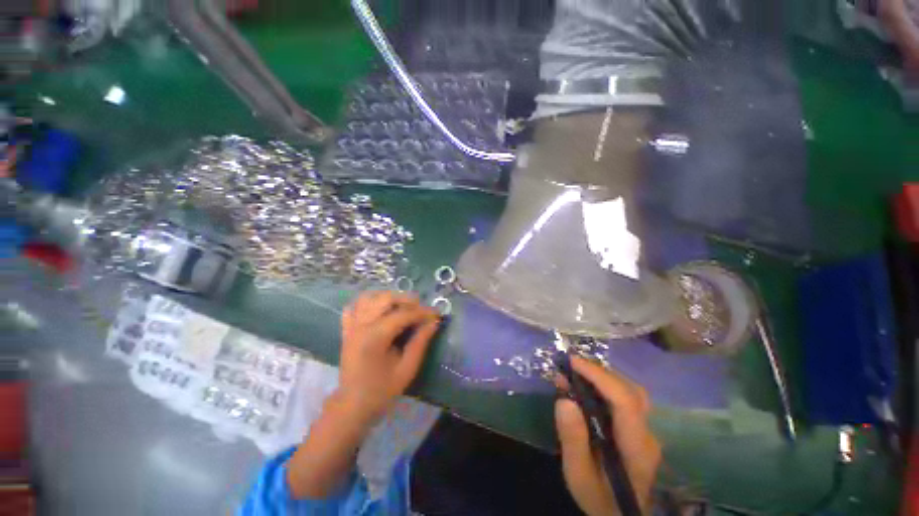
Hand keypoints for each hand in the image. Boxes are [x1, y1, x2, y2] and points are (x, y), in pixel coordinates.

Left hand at [337, 291, 439, 423]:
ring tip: (402, 306)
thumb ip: (420, 342)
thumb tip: (434, 322)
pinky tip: (379, 309)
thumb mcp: (407, 369)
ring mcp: (351, 326)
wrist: (352, 406)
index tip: (436, 314)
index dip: (422, 312)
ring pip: (369, 297)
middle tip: (421, 310)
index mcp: (375, 337)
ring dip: (388, 297)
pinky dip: (368, 302)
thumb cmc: (381, 391)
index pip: (403, 314)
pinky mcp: (347, 329)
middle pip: (385, 298)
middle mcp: (361, 326)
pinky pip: (354, 306)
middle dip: (407, 300)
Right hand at [555, 357, 660, 515]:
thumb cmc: (599, 498)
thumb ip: (573, 440)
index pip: (625, 401)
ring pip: (629, 391)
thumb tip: (564, 399)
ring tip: (576, 374)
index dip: (599, 376)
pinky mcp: (639, 428)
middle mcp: (647, 434)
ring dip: (602, 376)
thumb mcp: (578, 475)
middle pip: (630, 390)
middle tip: (570, 366)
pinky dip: (604, 385)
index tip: (572, 362)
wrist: (621, 515)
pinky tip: (586, 387)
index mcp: (636, 448)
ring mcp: (647, 430)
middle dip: (599, 372)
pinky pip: (624, 397)